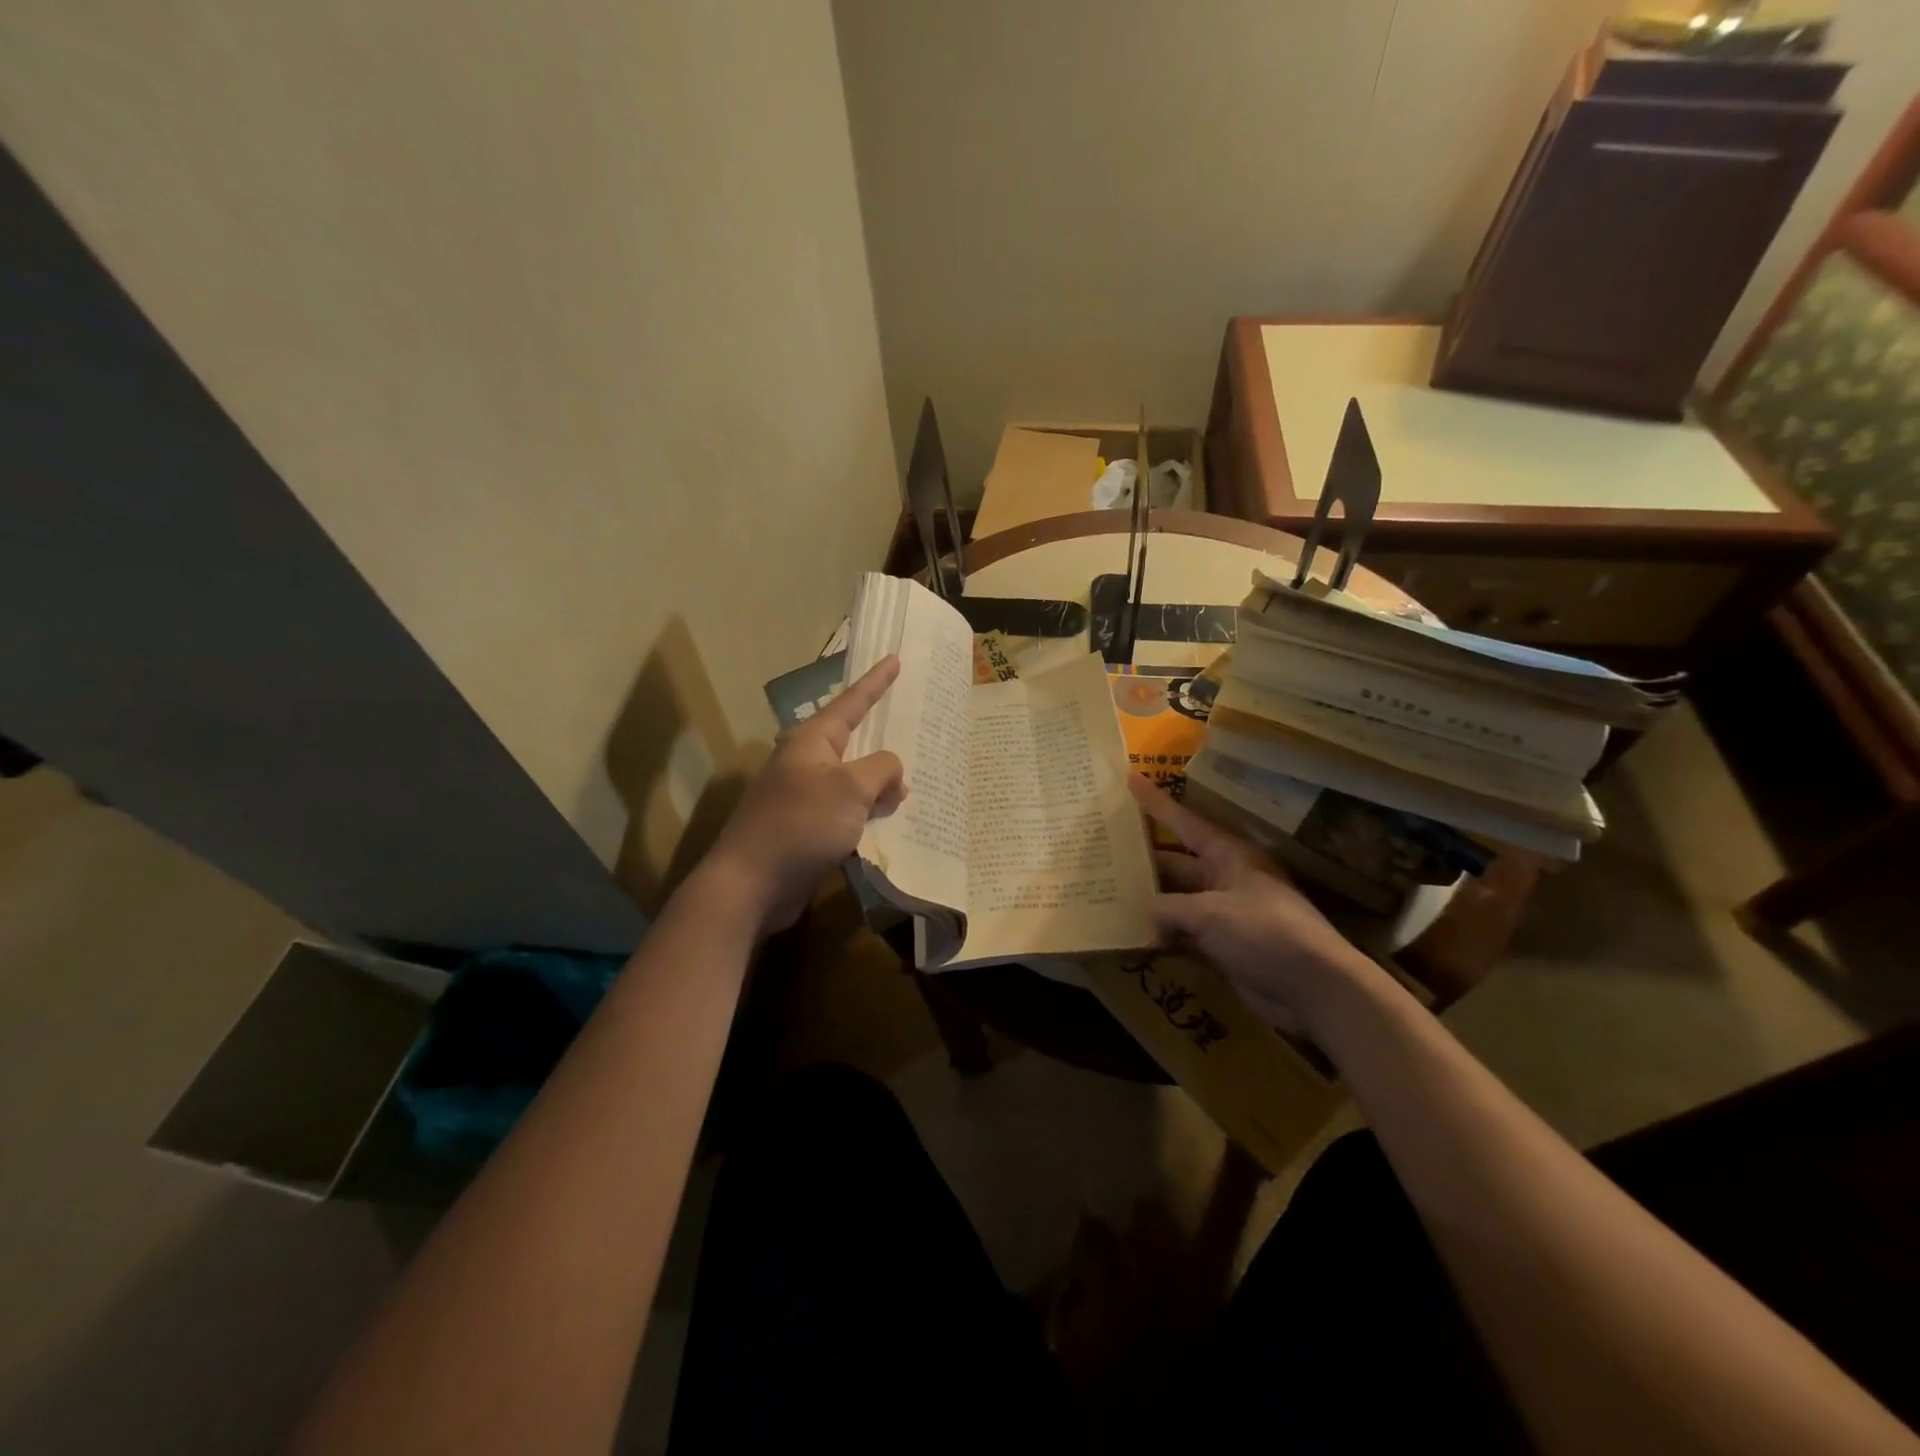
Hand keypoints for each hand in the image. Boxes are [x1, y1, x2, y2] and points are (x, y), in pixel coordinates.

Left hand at [703, 657, 906, 933]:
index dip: (875, 682)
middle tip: (912, 723)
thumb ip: (881, 771)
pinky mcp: (805, 828)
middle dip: (881, 735)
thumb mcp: (851, 789)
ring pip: (851, 779)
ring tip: (912, 781)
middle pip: (852, 741)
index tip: (894, 658)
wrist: (751, 883)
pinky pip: (846, 810)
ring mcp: (802, 796)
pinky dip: (868, 812)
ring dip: (878, 782)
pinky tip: (889, 821)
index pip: (851, 702)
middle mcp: (805, 762)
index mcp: (811, 741)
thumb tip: (894, 778)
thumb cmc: (801, 824)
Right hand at [1130, 775, 1378, 1033]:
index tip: (1130, 779)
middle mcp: (1224, 879)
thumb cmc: (1265, 933)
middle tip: (1102, 851)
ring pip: (1176, 900)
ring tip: (1106, 893)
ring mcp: (1223, 915)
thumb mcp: (1210, 913)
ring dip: (1148, 901)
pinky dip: (1161, 935)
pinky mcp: (1222, 947)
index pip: (1183, 822)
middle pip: (1174, 862)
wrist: (1314, 989)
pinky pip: (1183, 934)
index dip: (1155, 802)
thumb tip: (1145, 911)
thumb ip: (1169, 908)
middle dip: (1142, 858)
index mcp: (1228, 856)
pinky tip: (1132, 936)